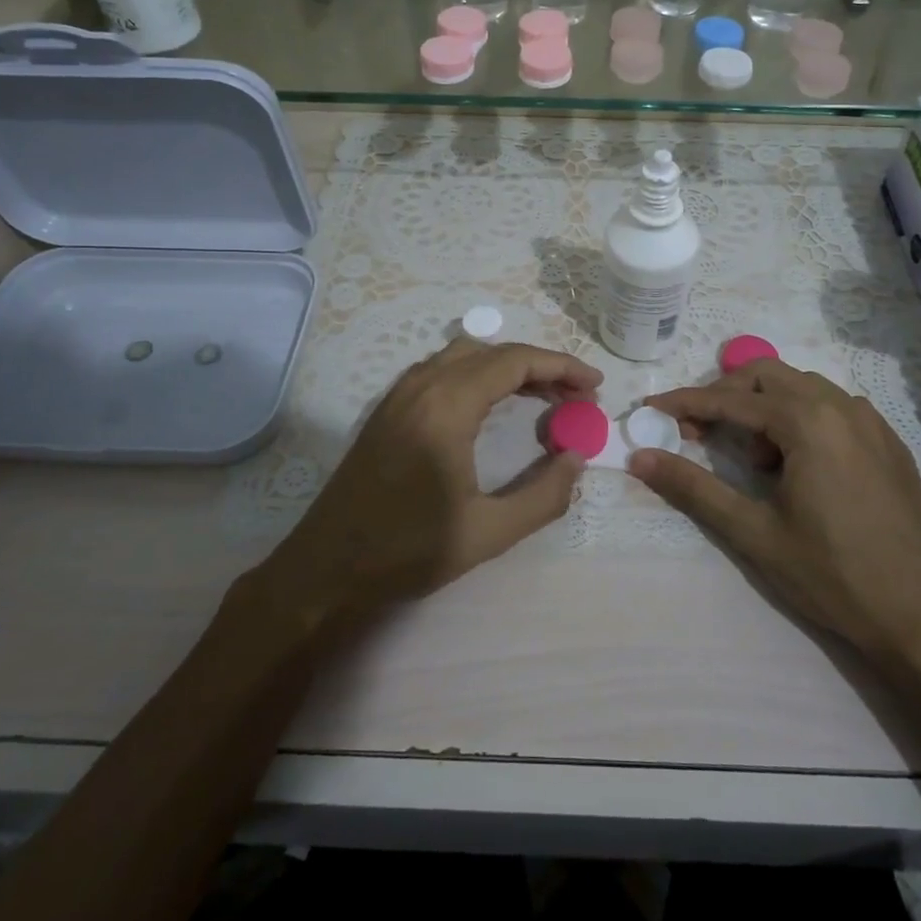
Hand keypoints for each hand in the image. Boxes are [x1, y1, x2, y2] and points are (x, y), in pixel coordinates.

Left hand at [260, 338, 601, 624]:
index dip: (561, 366)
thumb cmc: (406, 551)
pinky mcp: (388, 409)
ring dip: (508, 368)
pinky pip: (443, 370)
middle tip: (575, 396)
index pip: (514, 362)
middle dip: (540, 366)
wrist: (325, 568)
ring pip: (465, 356)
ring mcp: (399, 394)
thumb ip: (543, 494)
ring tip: (543, 398)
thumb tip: (577, 458)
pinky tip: (493, 407)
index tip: (594, 385)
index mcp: (446, 406)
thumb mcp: (487, 532)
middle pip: (492, 352)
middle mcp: (422, 385)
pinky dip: (479, 375)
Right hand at [630, 359, 920, 670]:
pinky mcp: (888, 442)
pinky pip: (833, 407)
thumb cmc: (831, 574)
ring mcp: (872, 421)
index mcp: (808, 422)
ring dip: (764, 406)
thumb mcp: (753, 532)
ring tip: (752, 457)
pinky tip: (796, 463)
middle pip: (767, 376)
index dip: (686, 403)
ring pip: (801, 387)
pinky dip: (800, 417)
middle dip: (725, 395)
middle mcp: (841, 406)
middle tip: (697, 431)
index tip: (652, 408)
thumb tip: (639, 458)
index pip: (731, 401)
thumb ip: (693, 488)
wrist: (920, 616)